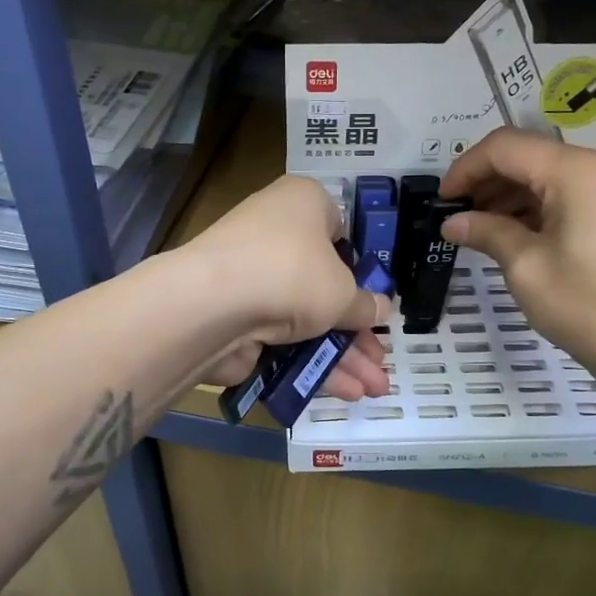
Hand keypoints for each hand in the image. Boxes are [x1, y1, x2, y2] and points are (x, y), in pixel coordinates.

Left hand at [186, 175, 391, 401]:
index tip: (378, 300)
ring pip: (307, 319)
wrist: (212, 304)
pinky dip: (312, 363)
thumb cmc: (292, 273)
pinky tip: (344, 392)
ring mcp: (253, 277)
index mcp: (304, 204)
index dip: (362, 269)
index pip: (340, 231)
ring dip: (342, 355)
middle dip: (357, 330)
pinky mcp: (237, 315)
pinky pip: (284, 339)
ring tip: (374, 389)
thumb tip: (382, 308)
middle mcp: (276, 233)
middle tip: (380, 360)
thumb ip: (365, 305)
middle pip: (326, 285)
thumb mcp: (344, 291)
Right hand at [439, 130, 595, 379]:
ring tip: (479, 228)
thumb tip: (452, 222)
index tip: (441, 200)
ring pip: (550, 174)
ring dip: (511, 195)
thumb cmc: (587, 306)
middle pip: (530, 156)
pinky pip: (571, 194)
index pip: (506, 146)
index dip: (466, 167)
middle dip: (487, 180)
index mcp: (578, 170)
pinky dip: (538, 207)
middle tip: (456, 215)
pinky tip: (513, 234)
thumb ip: (486, 232)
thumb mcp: (526, 267)